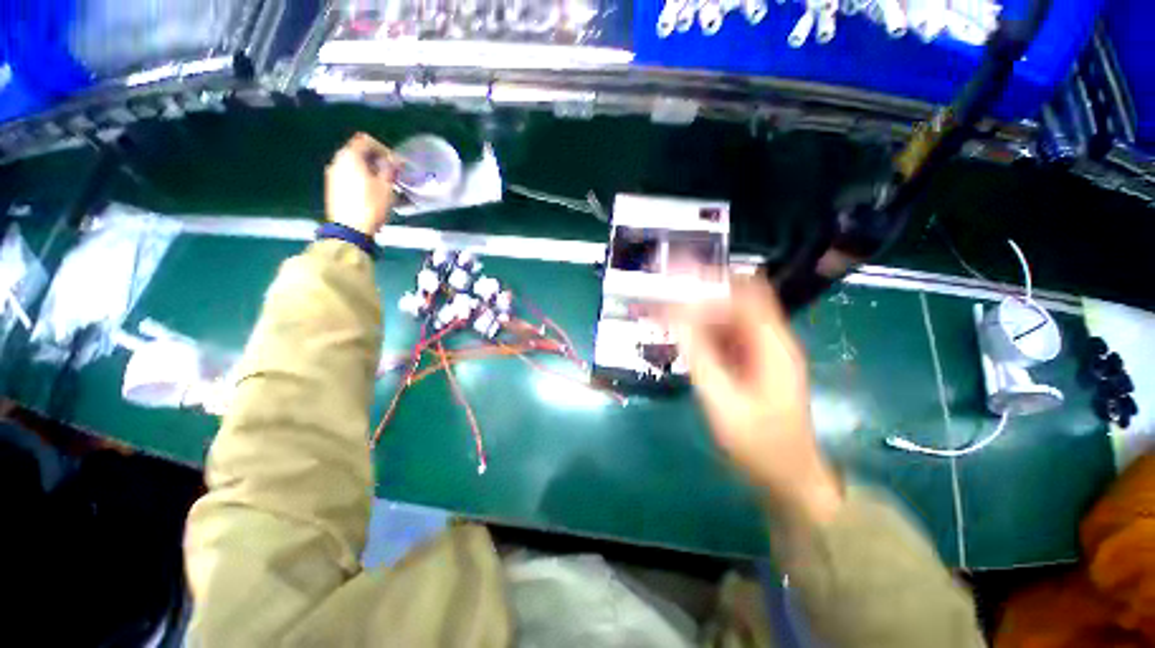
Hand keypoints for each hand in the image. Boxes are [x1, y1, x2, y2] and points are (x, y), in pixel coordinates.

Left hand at [325, 133, 397, 235]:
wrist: (350, 229)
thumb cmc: (370, 205)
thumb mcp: (386, 187)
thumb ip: (390, 170)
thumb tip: (396, 160)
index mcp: (349, 156)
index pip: (366, 141)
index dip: (383, 149)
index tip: (395, 163)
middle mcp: (337, 161)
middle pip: (359, 153)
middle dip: (377, 161)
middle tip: (392, 175)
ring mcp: (333, 175)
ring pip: (354, 166)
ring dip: (370, 172)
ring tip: (384, 186)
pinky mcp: (333, 188)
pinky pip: (349, 176)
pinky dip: (362, 180)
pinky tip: (373, 194)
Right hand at [676, 279, 843, 525]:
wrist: (788, 478)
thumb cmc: (759, 443)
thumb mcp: (722, 399)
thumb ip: (699, 354)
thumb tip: (675, 315)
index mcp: (771, 343)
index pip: (746, 291)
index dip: (712, 278)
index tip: (677, 274)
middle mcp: (769, 340)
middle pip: (734, 301)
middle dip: (697, 294)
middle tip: (662, 296)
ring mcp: (761, 352)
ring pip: (726, 319)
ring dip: (696, 313)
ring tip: (664, 314)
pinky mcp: (751, 364)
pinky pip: (724, 338)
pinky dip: (701, 333)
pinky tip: (679, 338)